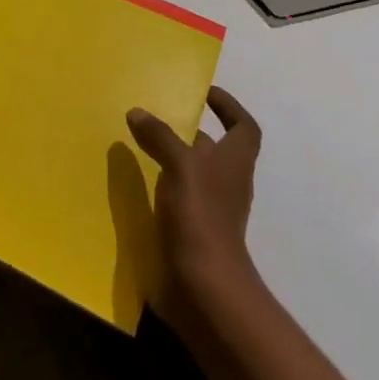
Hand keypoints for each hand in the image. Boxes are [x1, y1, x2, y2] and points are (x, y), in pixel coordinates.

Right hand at [126, 87, 261, 307]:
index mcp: (235, 161)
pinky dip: (159, 185)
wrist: (204, 287)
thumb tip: (138, 112)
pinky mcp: (191, 230)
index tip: (204, 93)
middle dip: (187, 130)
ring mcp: (210, 208)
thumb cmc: (201, 216)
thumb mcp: (180, 166)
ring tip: (136, 143)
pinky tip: (134, 181)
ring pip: (191, 172)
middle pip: (213, 148)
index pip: (243, 126)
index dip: (229, 107)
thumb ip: (160, 136)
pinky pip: (176, 197)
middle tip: (154, 114)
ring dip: (169, 157)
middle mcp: (227, 182)